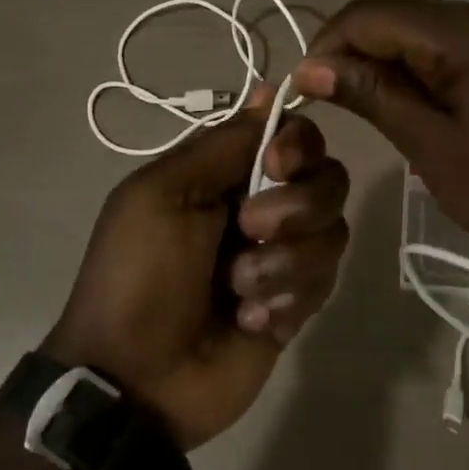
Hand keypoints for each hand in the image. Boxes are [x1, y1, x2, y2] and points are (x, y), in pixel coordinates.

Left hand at [43, 88, 350, 449]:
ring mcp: (283, 258)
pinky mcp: (298, 304)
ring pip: (333, 232)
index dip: (298, 145)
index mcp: (225, 174)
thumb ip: (222, 144)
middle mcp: (262, 207)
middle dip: (295, 208)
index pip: (293, 136)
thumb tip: (270, 90)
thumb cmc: (138, 275)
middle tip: (248, 231)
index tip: (277, 166)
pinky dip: (288, 299)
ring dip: (284, 263)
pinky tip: (249, 321)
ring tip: (238, 291)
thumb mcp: (162, 194)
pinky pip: (325, 282)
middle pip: (327, 179)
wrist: (135, 378)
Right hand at [295, 0, 468, 268]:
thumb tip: (311, 68)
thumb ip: (372, 96)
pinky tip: (414, 107)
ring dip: (386, 64)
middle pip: (396, 17)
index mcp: (465, 31)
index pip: (370, 15)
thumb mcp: (432, 146)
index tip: (303, 92)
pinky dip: (421, 70)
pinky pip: (452, 47)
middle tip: (332, 105)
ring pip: (422, 31)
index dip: (327, 47)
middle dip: (355, 54)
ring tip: (368, 111)